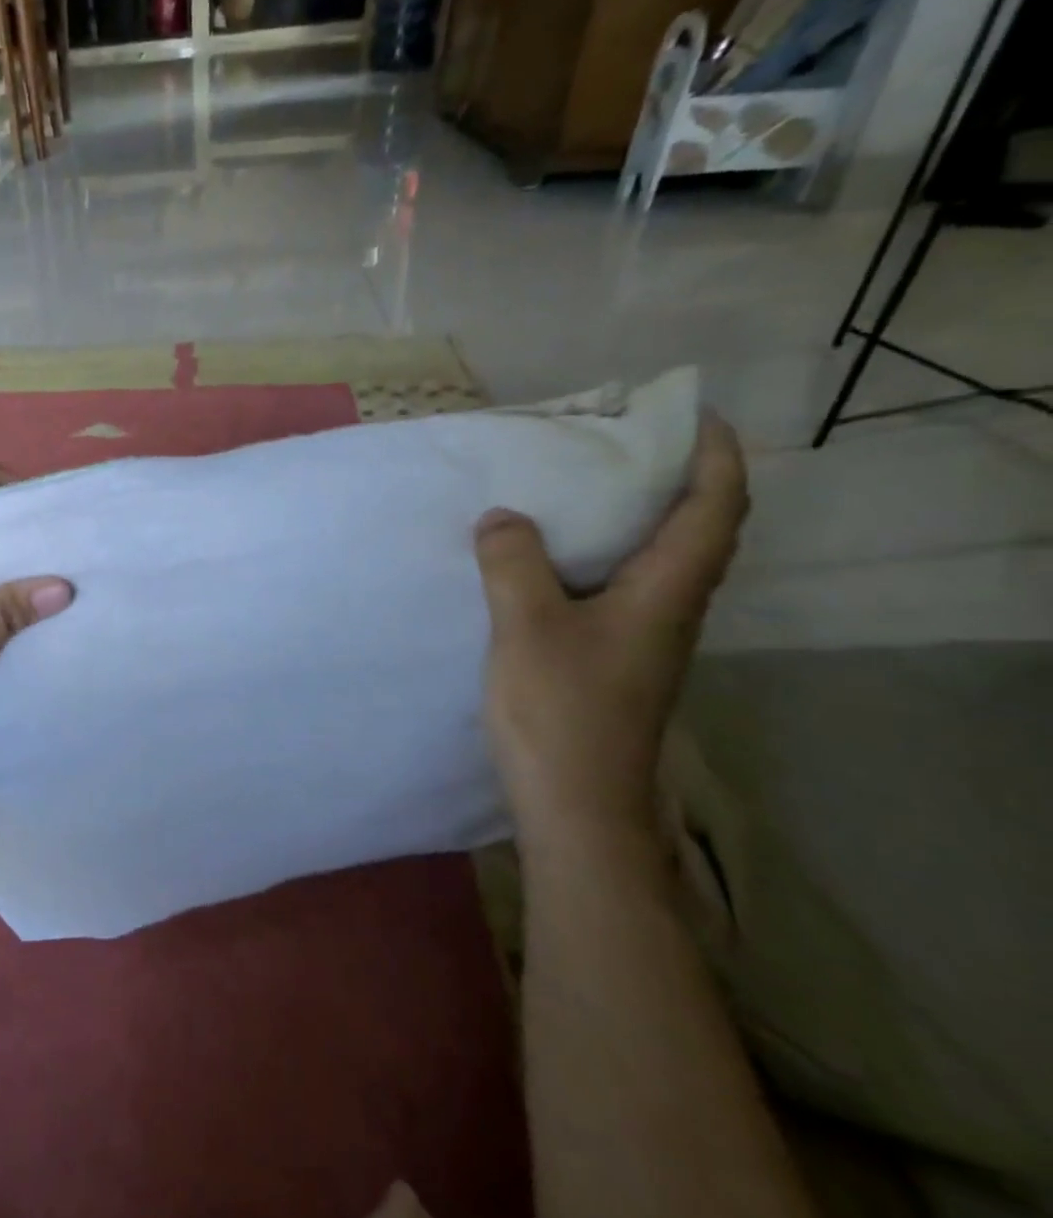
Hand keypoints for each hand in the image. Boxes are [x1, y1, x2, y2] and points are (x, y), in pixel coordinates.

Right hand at [472, 413, 747, 842]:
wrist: (575, 804)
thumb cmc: (562, 711)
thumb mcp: (527, 627)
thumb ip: (514, 563)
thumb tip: (503, 517)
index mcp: (666, 592)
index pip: (714, 507)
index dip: (713, 454)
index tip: (687, 413)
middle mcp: (668, 608)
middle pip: (693, 528)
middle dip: (671, 476)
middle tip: (618, 442)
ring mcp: (642, 637)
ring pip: (652, 559)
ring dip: (631, 516)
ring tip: (578, 487)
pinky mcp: (612, 657)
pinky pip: (615, 586)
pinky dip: (594, 554)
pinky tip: (545, 556)